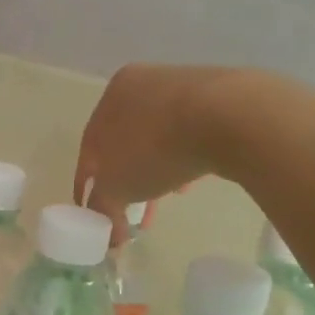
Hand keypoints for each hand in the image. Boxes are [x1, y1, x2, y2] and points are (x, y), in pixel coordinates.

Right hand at [74, 64, 241, 229]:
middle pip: (125, 142)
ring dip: (154, 172)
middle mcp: (143, 83)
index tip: (92, 211)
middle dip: (126, 181)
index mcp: (112, 95)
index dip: (87, 184)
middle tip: (130, 211)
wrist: (227, 117)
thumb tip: (107, 231)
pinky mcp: (217, 97)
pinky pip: (189, 135)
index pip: (90, 147)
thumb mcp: (116, 186)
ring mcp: (182, 87)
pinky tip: (188, 182)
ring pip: (158, 139)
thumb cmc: (156, 148)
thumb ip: (103, 207)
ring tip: (162, 201)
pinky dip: (182, 159)